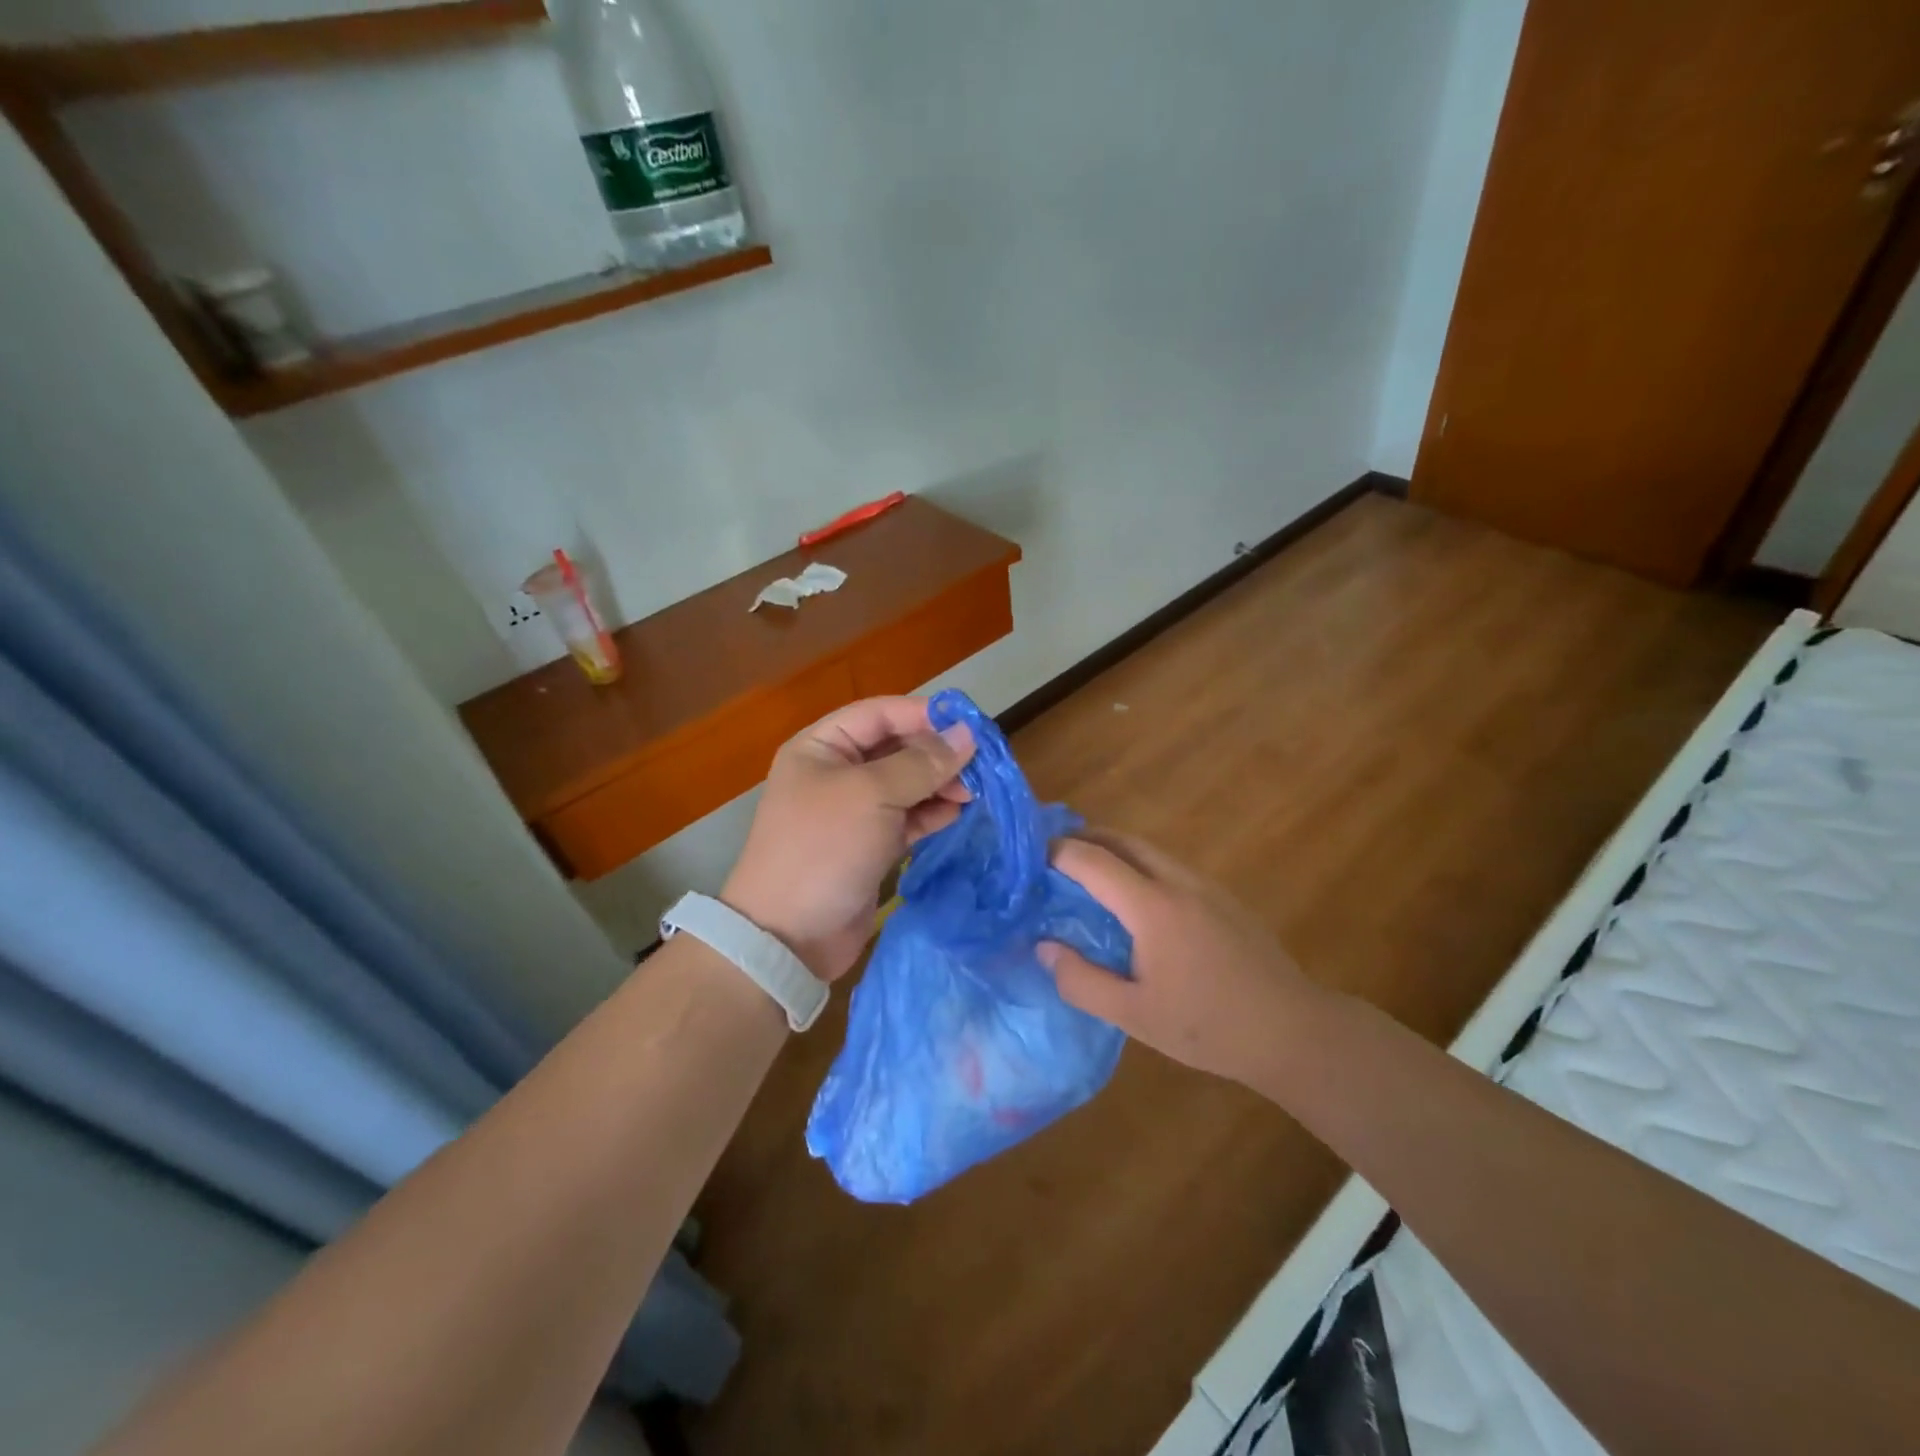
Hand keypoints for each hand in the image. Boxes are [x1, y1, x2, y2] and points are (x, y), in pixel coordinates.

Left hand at [723, 696, 974, 982]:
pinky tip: (956, 813)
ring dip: (938, 784)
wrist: (789, 936)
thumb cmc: (825, 848)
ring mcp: (853, 812)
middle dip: (935, 753)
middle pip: (895, 748)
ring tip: (971, 793)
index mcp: (821, 747)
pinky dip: (930, 814)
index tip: (968, 726)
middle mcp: (836, 773)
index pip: (879, 713)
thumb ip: (922, 763)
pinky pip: (906, 818)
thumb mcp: (873, 795)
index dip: (923, 715)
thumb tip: (967, 734)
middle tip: (977, 766)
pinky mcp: (869, 845)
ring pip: (905, 784)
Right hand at [1039, 830, 1317, 1087]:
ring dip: (1113, 850)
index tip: (1029, 857)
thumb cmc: (1209, 1027)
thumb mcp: (1135, 1015)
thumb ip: (1082, 980)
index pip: (1093, 861)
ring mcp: (1206, 886)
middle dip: (1084, 838)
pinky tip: (1135, 900)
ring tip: (1086, 872)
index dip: (1057, 852)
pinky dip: (1139, 865)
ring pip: (1149, 850)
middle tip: (1052, 854)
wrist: (1293, 1031)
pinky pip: (1170, 866)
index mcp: (1153, 907)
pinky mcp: (1224, 898)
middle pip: (1123, 840)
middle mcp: (1178, 882)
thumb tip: (1043, 947)